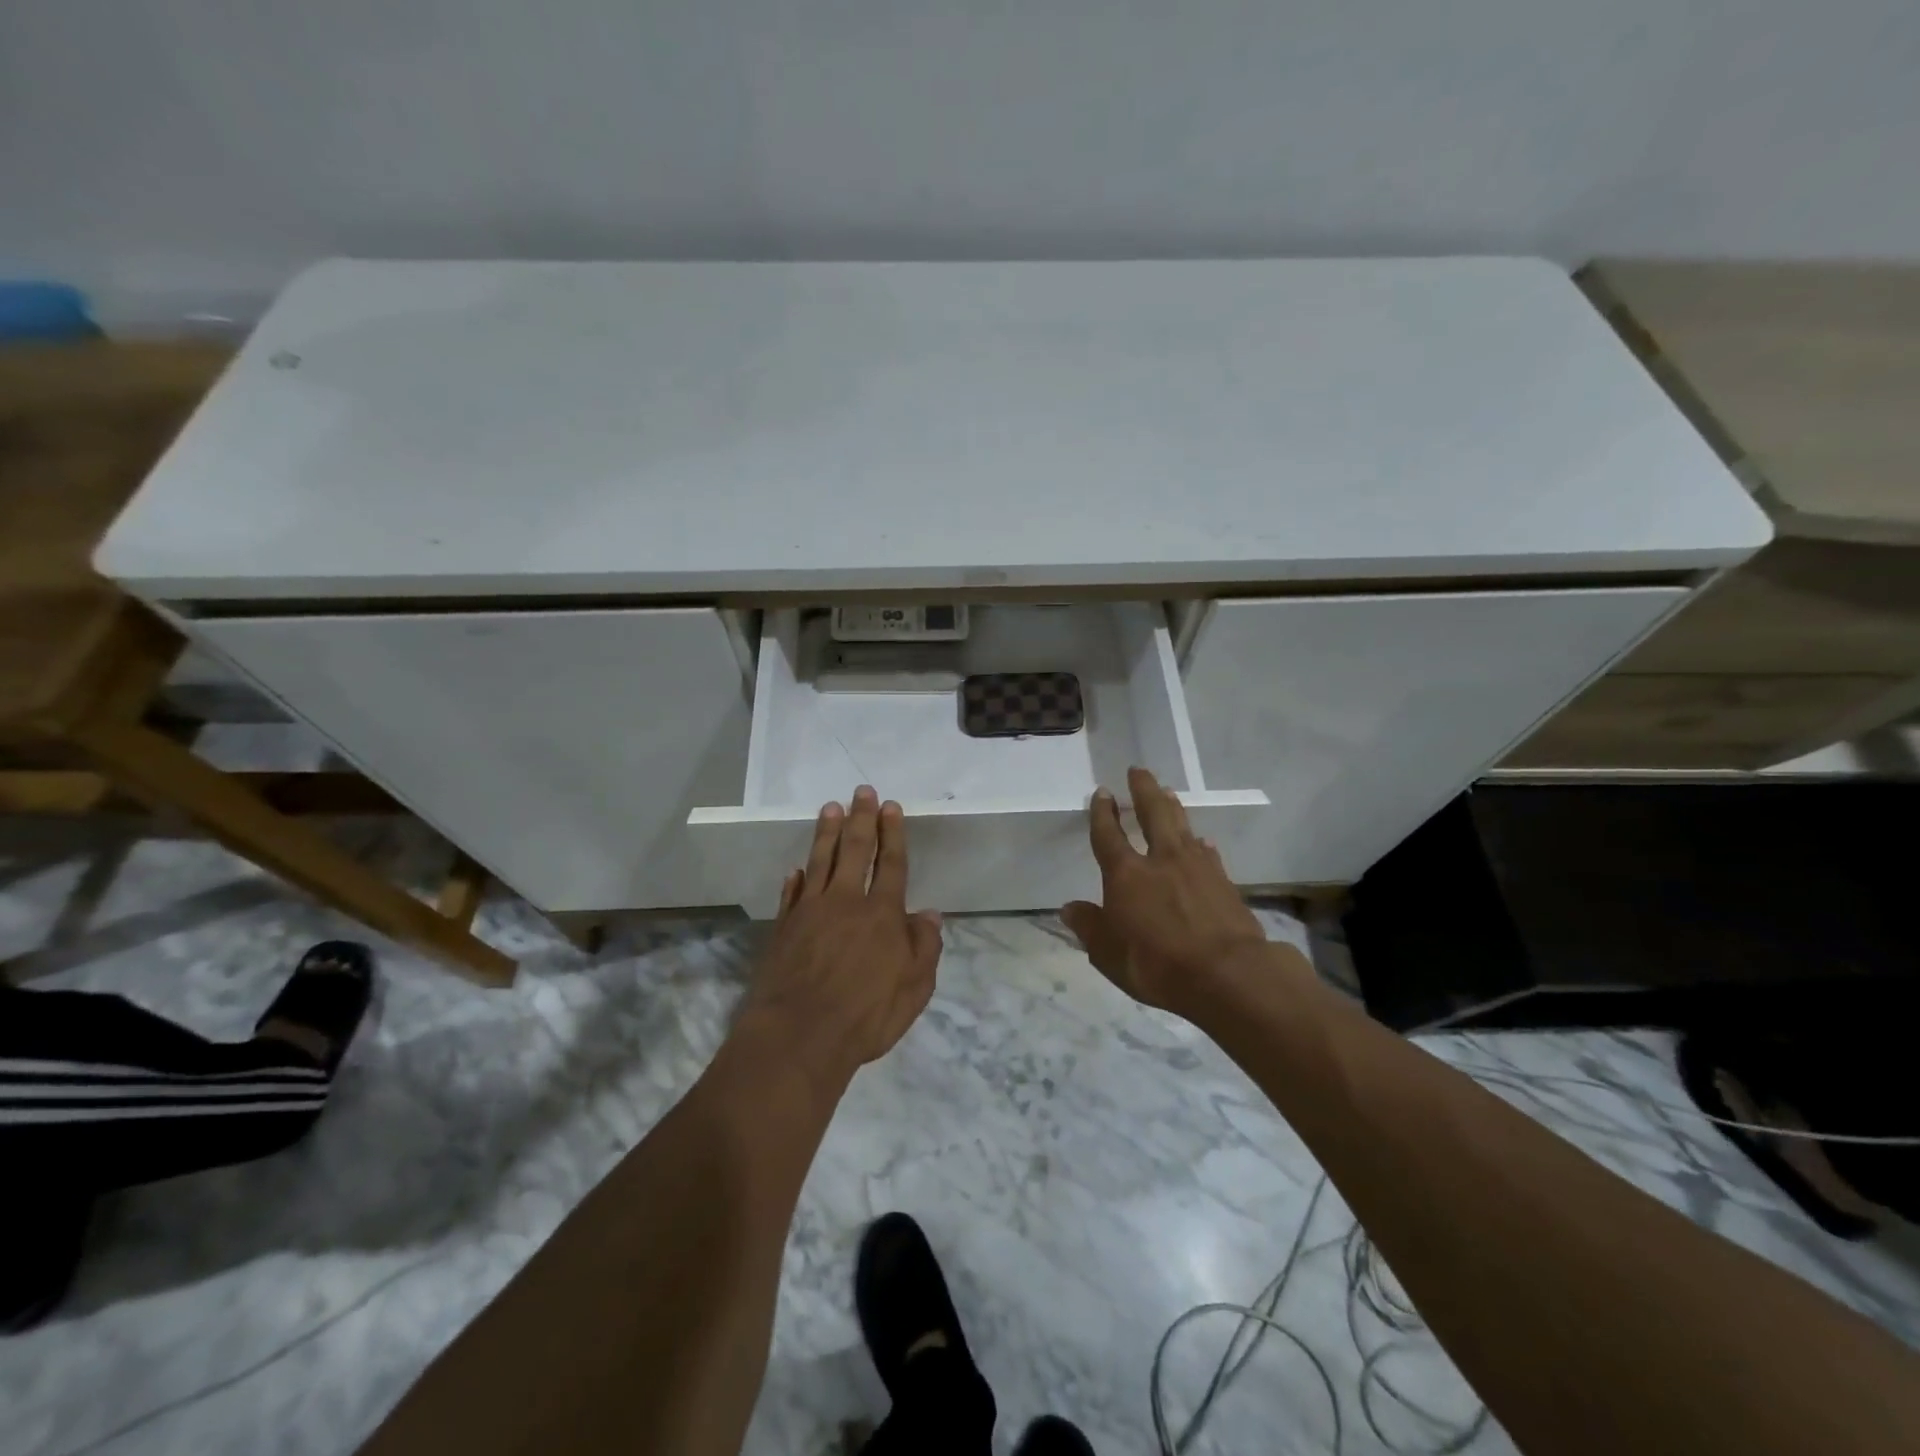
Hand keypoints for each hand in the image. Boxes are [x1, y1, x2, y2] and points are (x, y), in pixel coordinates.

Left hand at [738, 786, 943, 1085]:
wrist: (799, 1036)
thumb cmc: (866, 1015)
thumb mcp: (915, 989)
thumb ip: (924, 947)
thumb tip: (930, 915)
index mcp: (882, 914)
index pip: (890, 863)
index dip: (892, 833)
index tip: (890, 807)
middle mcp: (846, 902)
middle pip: (854, 850)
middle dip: (861, 819)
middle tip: (861, 791)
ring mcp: (810, 912)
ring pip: (820, 861)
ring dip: (826, 832)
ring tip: (830, 807)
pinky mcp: (784, 928)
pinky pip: (791, 893)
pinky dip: (796, 877)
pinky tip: (797, 867)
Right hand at [1060, 766, 1271, 1019]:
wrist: (1226, 974)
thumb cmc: (1156, 964)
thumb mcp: (1109, 953)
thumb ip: (1089, 927)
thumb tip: (1069, 908)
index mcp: (1126, 875)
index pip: (1109, 836)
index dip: (1102, 813)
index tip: (1101, 792)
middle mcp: (1160, 861)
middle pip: (1152, 814)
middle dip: (1143, 790)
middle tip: (1138, 771)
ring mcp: (1196, 868)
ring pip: (1182, 826)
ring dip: (1172, 807)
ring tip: (1167, 792)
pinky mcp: (1223, 882)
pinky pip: (1207, 853)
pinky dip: (1200, 844)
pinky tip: (1202, 842)